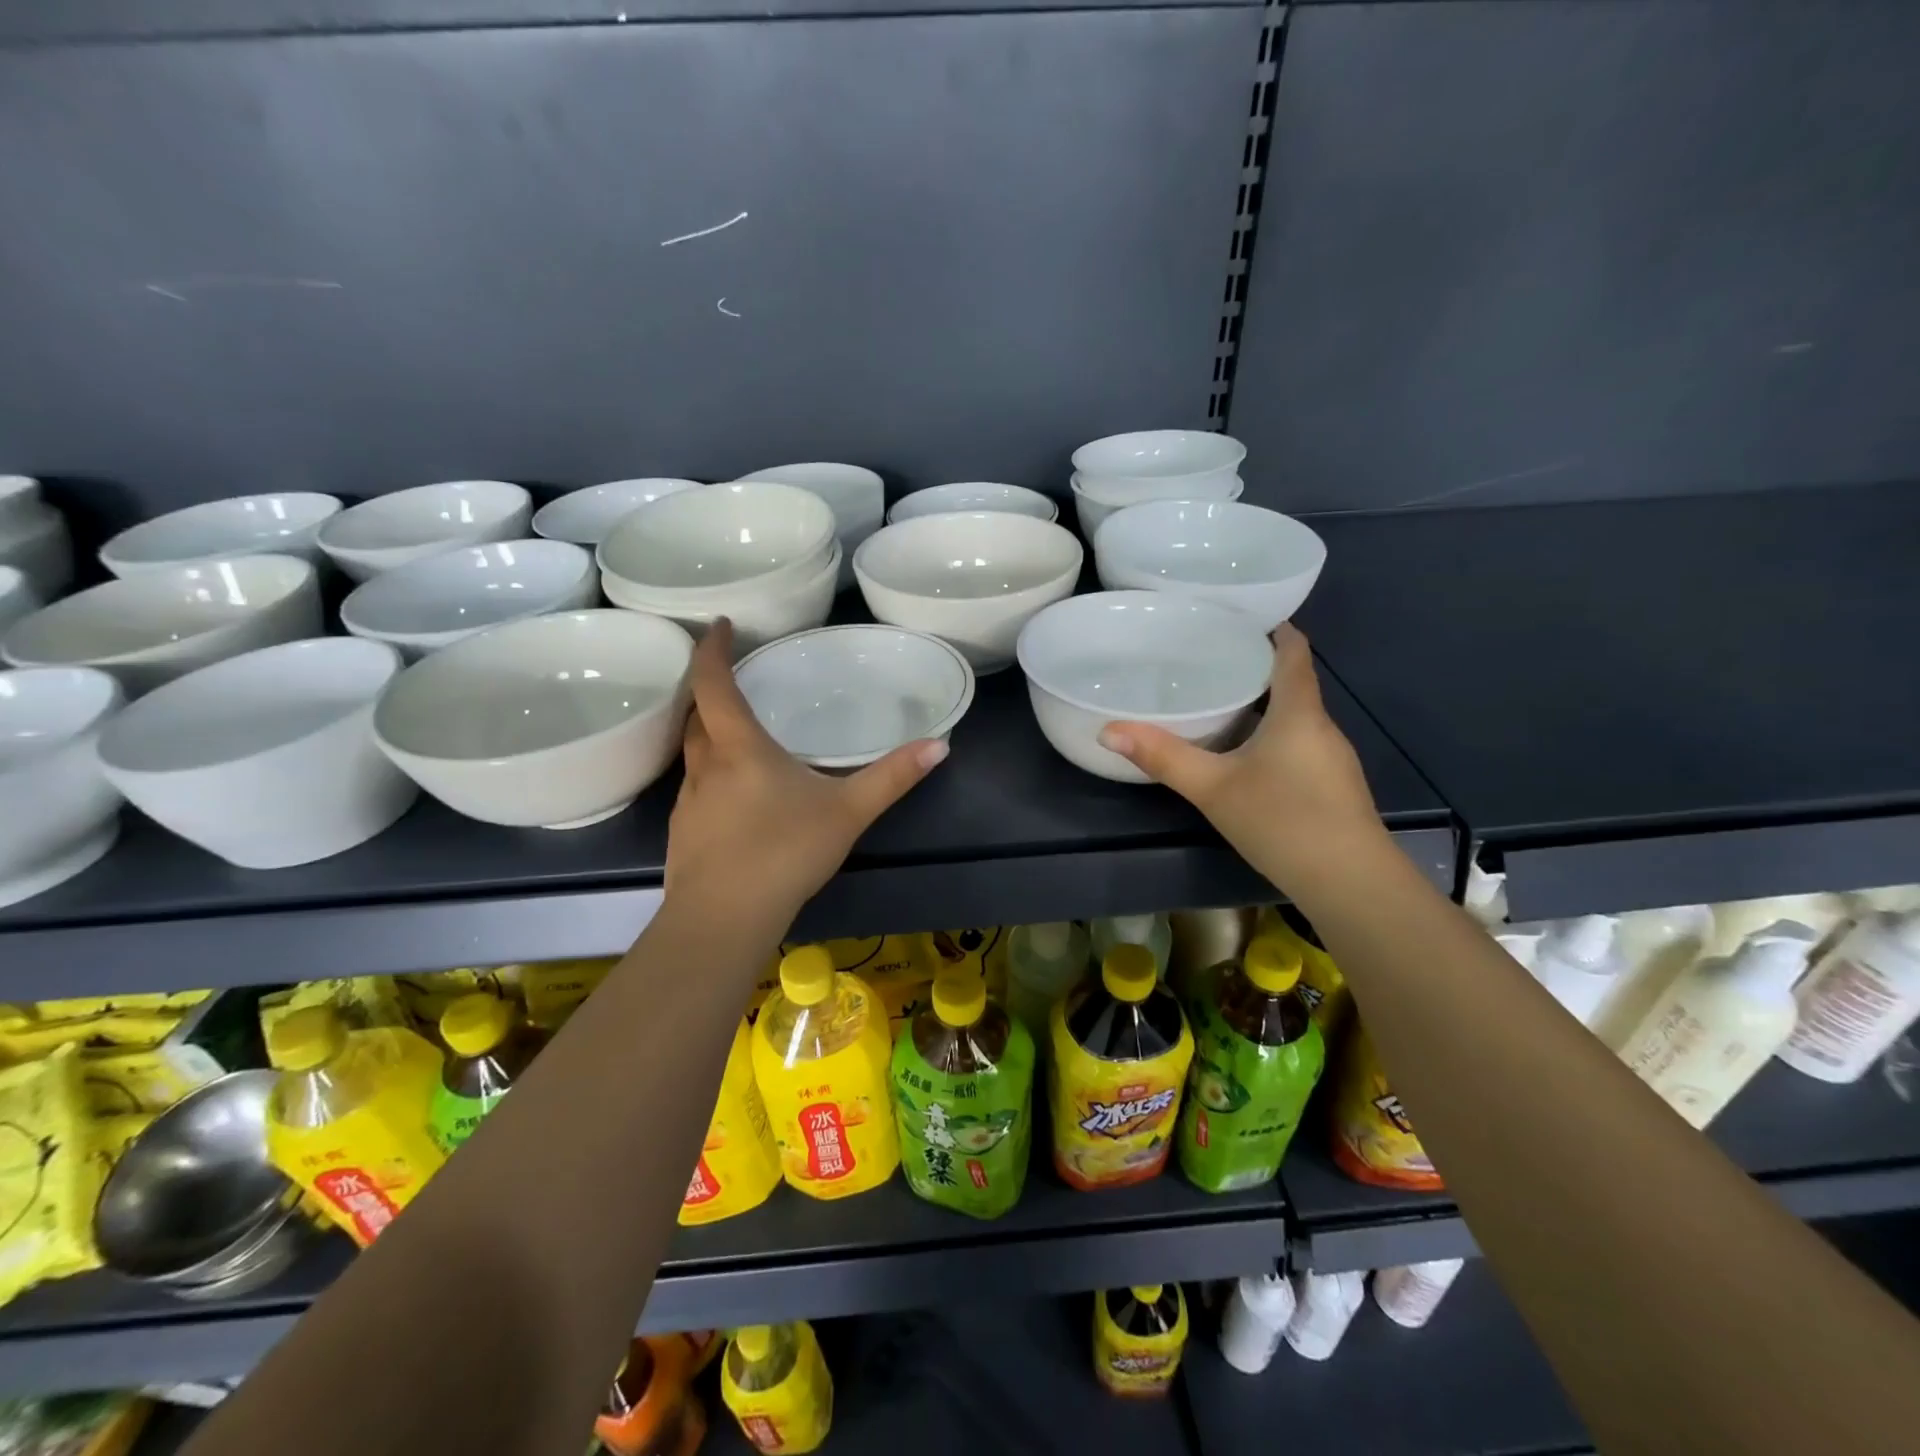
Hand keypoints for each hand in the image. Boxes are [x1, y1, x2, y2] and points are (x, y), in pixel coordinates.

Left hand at [665, 621, 948, 926]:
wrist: (723, 921)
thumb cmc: (784, 853)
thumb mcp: (848, 812)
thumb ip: (892, 778)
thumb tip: (939, 745)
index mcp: (739, 748)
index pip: (713, 683)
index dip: (712, 649)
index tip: (719, 625)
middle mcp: (705, 766)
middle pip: (696, 715)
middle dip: (709, 690)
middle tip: (734, 679)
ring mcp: (688, 801)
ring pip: (692, 752)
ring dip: (708, 733)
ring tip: (738, 734)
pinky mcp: (683, 833)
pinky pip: (694, 787)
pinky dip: (711, 774)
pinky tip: (736, 799)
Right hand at [1097, 625, 1383, 889]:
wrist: (1351, 884)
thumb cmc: (1283, 821)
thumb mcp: (1213, 788)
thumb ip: (1163, 758)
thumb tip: (1108, 730)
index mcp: (1299, 712)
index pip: (1293, 651)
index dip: (1273, 628)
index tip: (1238, 617)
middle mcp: (1321, 726)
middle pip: (1293, 682)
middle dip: (1255, 666)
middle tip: (1207, 659)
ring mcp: (1331, 758)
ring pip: (1295, 716)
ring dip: (1263, 702)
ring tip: (1218, 699)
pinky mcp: (1332, 785)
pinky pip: (1298, 743)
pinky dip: (1272, 733)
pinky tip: (1244, 753)